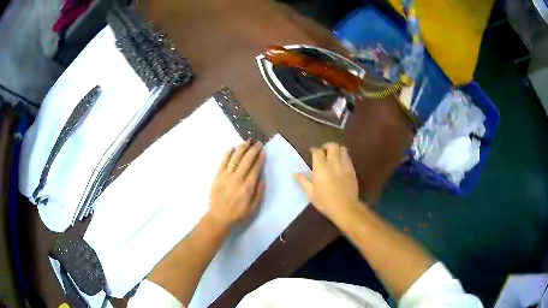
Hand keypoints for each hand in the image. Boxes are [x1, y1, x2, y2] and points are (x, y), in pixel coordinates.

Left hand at [208, 140, 265, 227]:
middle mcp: (237, 179)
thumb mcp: (253, 207)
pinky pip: (222, 162)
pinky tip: (232, 147)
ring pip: (235, 158)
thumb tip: (262, 177)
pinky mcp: (217, 176)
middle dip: (254, 150)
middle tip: (258, 143)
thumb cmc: (238, 214)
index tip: (264, 150)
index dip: (260, 158)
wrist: (218, 217)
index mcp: (247, 187)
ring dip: (242, 148)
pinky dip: (227, 153)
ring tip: (247, 141)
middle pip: (247, 160)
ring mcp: (226, 176)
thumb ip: (259, 192)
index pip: (255, 168)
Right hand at [294, 142, 358, 221]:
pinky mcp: (352, 170)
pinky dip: (344, 157)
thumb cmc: (325, 201)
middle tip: (324, 152)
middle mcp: (333, 162)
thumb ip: (303, 181)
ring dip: (337, 150)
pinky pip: (348, 157)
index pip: (318, 151)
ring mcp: (344, 165)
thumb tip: (295, 173)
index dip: (314, 150)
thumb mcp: (311, 193)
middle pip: (332, 146)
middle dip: (327, 146)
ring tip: (333, 156)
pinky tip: (341, 164)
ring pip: (342, 149)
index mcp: (321, 167)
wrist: (345, 207)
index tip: (312, 153)